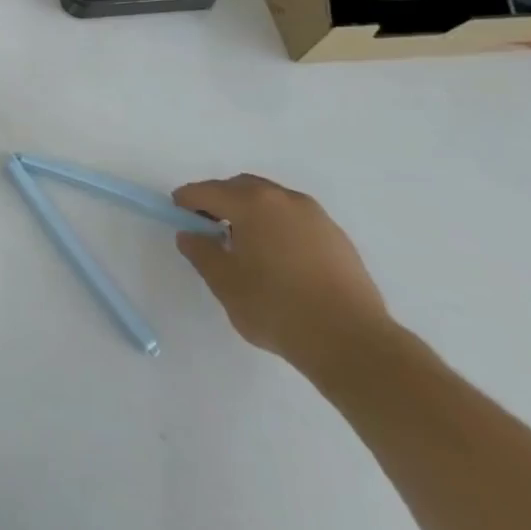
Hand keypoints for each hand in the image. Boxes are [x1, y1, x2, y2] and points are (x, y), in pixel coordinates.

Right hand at [171, 174, 392, 378]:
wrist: (353, 343)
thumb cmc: (277, 308)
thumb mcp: (225, 283)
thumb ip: (201, 252)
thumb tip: (190, 235)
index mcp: (252, 204)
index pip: (207, 191)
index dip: (186, 201)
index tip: (177, 216)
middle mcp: (284, 199)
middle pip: (240, 187)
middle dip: (219, 201)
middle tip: (208, 228)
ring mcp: (315, 216)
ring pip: (271, 200)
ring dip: (250, 211)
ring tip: (245, 245)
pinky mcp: (337, 237)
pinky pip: (295, 218)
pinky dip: (277, 226)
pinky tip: (278, 258)